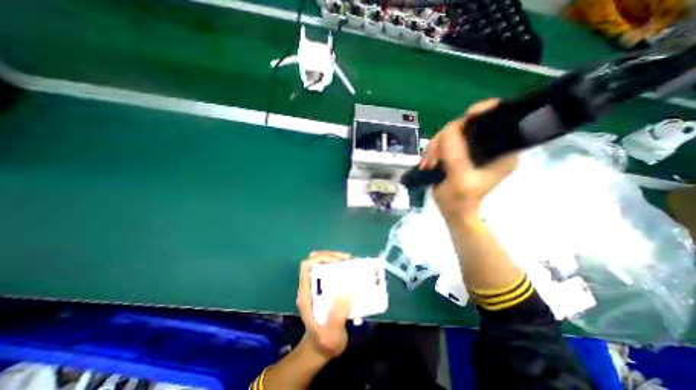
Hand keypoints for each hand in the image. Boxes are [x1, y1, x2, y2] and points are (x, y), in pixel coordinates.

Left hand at [296, 251, 353, 357]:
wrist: (320, 350)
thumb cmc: (324, 343)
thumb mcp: (331, 335)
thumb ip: (336, 317)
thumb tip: (345, 292)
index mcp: (306, 294)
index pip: (306, 266)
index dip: (321, 258)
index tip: (338, 261)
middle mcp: (308, 287)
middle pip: (314, 261)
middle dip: (330, 256)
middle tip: (347, 260)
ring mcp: (314, 287)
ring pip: (320, 264)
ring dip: (334, 259)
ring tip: (350, 263)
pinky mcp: (322, 289)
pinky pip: (327, 271)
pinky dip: (337, 267)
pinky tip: (348, 271)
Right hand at [418, 98, 515, 222]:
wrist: (453, 211)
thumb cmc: (461, 200)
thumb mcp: (460, 177)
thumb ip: (456, 154)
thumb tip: (448, 130)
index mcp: (501, 150)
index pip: (496, 119)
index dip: (480, 113)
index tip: (462, 120)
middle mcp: (488, 145)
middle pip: (465, 126)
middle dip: (445, 139)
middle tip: (433, 157)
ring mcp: (472, 149)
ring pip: (450, 134)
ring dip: (435, 147)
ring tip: (428, 164)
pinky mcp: (459, 153)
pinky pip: (444, 143)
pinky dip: (433, 151)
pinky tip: (428, 163)